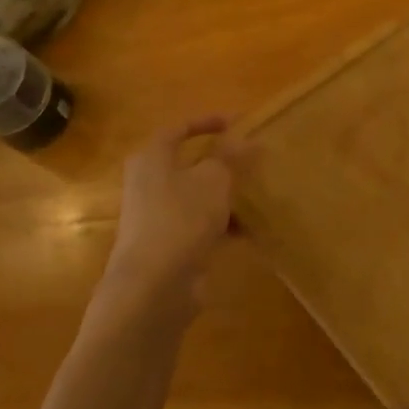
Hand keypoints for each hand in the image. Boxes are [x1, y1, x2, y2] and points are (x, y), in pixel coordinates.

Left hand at [100, 115, 247, 320]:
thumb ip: (231, 157)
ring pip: (198, 197)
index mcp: (152, 159)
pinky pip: (201, 226)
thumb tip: (247, 139)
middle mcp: (149, 184)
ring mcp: (158, 217)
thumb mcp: (213, 179)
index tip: (237, 122)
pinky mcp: (170, 246)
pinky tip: (251, 230)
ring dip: (226, 195)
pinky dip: (224, 225)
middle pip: (189, 164)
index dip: (207, 122)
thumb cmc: (181, 218)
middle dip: (222, 162)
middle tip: (252, 158)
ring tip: (259, 193)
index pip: (178, 129)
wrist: (154, 286)